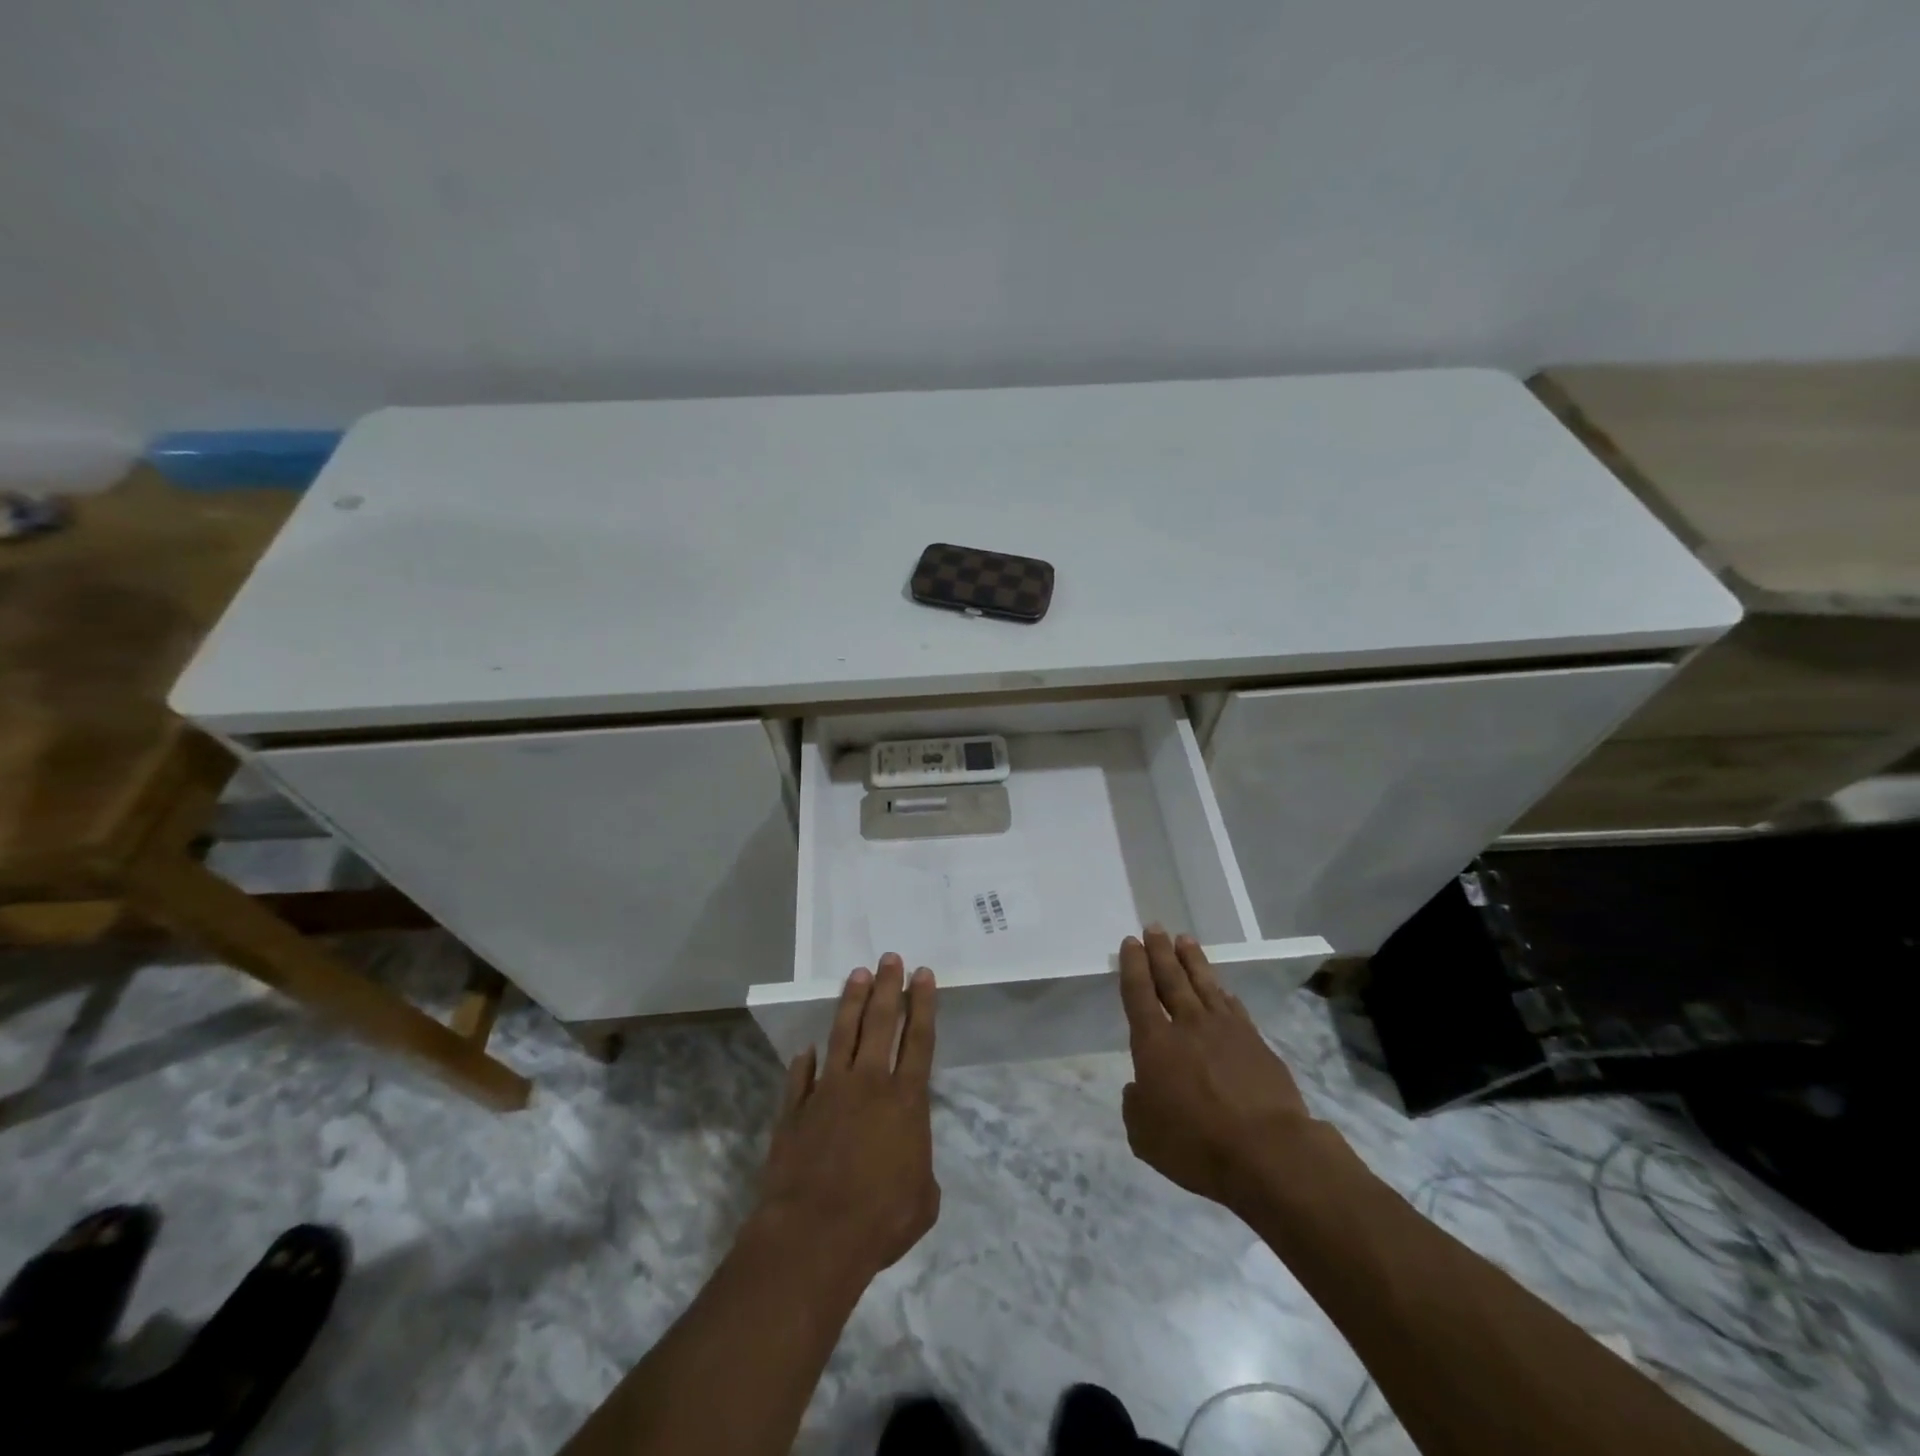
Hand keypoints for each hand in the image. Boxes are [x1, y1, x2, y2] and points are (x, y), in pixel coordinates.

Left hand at [752, 954, 940, 1285]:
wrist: (813, 1236)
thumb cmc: (880, 1220)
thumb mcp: (923, 1201)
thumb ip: (920, 1169)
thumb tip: (909, 1159)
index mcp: (905, 1101)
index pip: (918, 1040)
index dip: (922, 1005)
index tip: (922, 974)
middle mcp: (868, 1084)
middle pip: (880, 1023)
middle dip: (888, 987)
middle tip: (889, 958)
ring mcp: (828, 1092)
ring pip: (842, 1034)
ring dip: (851, 1003)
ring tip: (857, 974)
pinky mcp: (796, 1110)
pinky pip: (801, 1077)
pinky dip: (805, 1062)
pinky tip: (807, 1049)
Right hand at [1119, 927, 1316, 1212]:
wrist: (1269, 1152)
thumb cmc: (1197, 1145)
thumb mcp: (1144, 1136)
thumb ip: (1136, 1105)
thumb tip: (1140, 1088)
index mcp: (1154, 1043)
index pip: (1138, 993)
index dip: (1133, 965)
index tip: (1131, 943)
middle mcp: (1187, 1026)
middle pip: (1171, 978)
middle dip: (1160, 951)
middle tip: (1154, 928)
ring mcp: (1226, 1030)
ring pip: (1204, 984)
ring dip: (1192, 960)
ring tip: (1184, 939)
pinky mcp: (1256, 1043)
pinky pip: (1233, 1007)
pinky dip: (1223, 993)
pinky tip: (1221, 988)